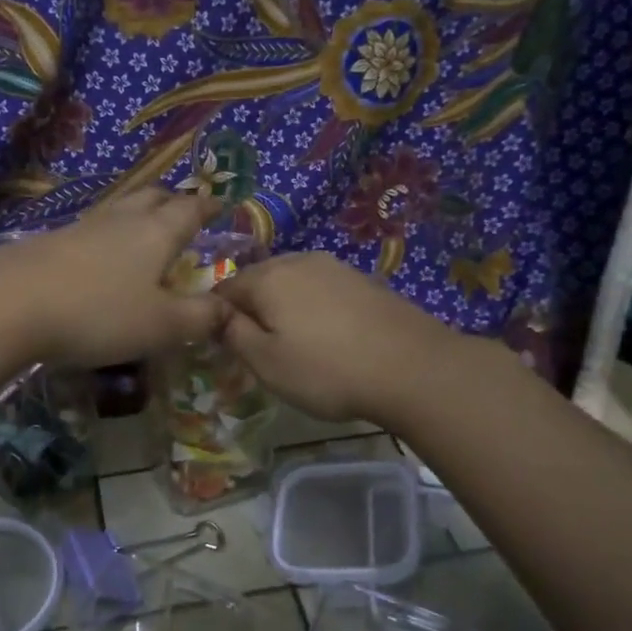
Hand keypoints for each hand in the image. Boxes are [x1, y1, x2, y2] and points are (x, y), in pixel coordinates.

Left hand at [0, 189, 228, 367]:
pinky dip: (107, 235)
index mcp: (156, 233)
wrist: (8, 304)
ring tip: (144, 229)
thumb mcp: (161, 326)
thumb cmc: (98, 313)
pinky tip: (99, 254)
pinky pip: (91, 228)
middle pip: (152, 197)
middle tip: (183, 210)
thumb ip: (201, 318)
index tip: (219, 205)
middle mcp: (121, 220)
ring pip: (118, 209)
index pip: (190, 209)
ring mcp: (81, 227)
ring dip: (137, 213)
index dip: (207, 206)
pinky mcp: (49, 241)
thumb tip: (231, 309)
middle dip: (172, 200)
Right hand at [215, 252, 465, 422]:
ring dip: (285, 309)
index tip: (226, 349)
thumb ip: (234, 335)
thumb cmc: (327, 370)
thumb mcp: (266, 363)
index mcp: (268, 277)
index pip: (224, 289)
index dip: (219, 318)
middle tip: (260, 349)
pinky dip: (315, 309)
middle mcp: (299, 260)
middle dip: (253, 310)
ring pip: (293, 284)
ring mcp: (336, 267)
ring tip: (296, 345)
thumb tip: (217, 316)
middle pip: (259, 281)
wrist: (413, 367)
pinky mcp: (364, 281)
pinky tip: (329, 337)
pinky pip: (323, 290)